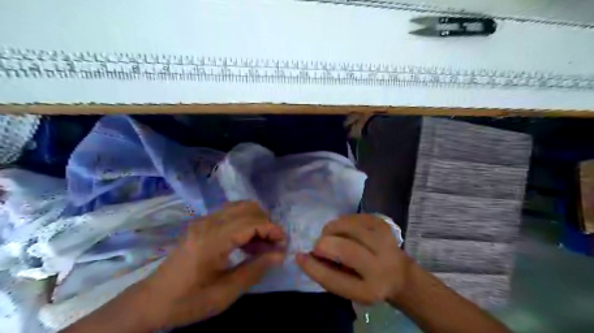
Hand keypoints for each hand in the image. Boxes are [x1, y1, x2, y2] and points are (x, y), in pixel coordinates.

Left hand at [140, 201, 287, 328]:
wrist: (152, 301)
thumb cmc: (189, 301)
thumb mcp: (225, 293)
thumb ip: (255, 269)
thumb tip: (280, 253)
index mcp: (212, 240)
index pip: (251, 222)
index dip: (272, 229)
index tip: (283, 244)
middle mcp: (208, 222)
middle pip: (248, 208)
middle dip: (266, 223)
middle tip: (273, 245)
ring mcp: (203, 220)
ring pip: (240, 206)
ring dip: (256, 220)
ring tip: (262, 244)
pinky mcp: (202, 223)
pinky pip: (231, 213)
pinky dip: (245, 221)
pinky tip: (247, 242)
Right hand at [295, 215, 410, 305]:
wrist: (398, 273)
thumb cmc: (366, 281)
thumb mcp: (348, 287)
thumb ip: (327, 273)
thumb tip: (305, 255)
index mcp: (370, 290)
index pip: (335, 280)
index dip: (313, 267)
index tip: (299, 256)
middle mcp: (381, 266)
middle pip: (345, 249)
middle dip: (323, 244)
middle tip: (319, 246)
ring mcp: (384, 241)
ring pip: (347, 226)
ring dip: (331, 229)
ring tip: (331, 236)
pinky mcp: (382, 224)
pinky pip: (352, 217)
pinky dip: (341, 222)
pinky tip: (344, 230)